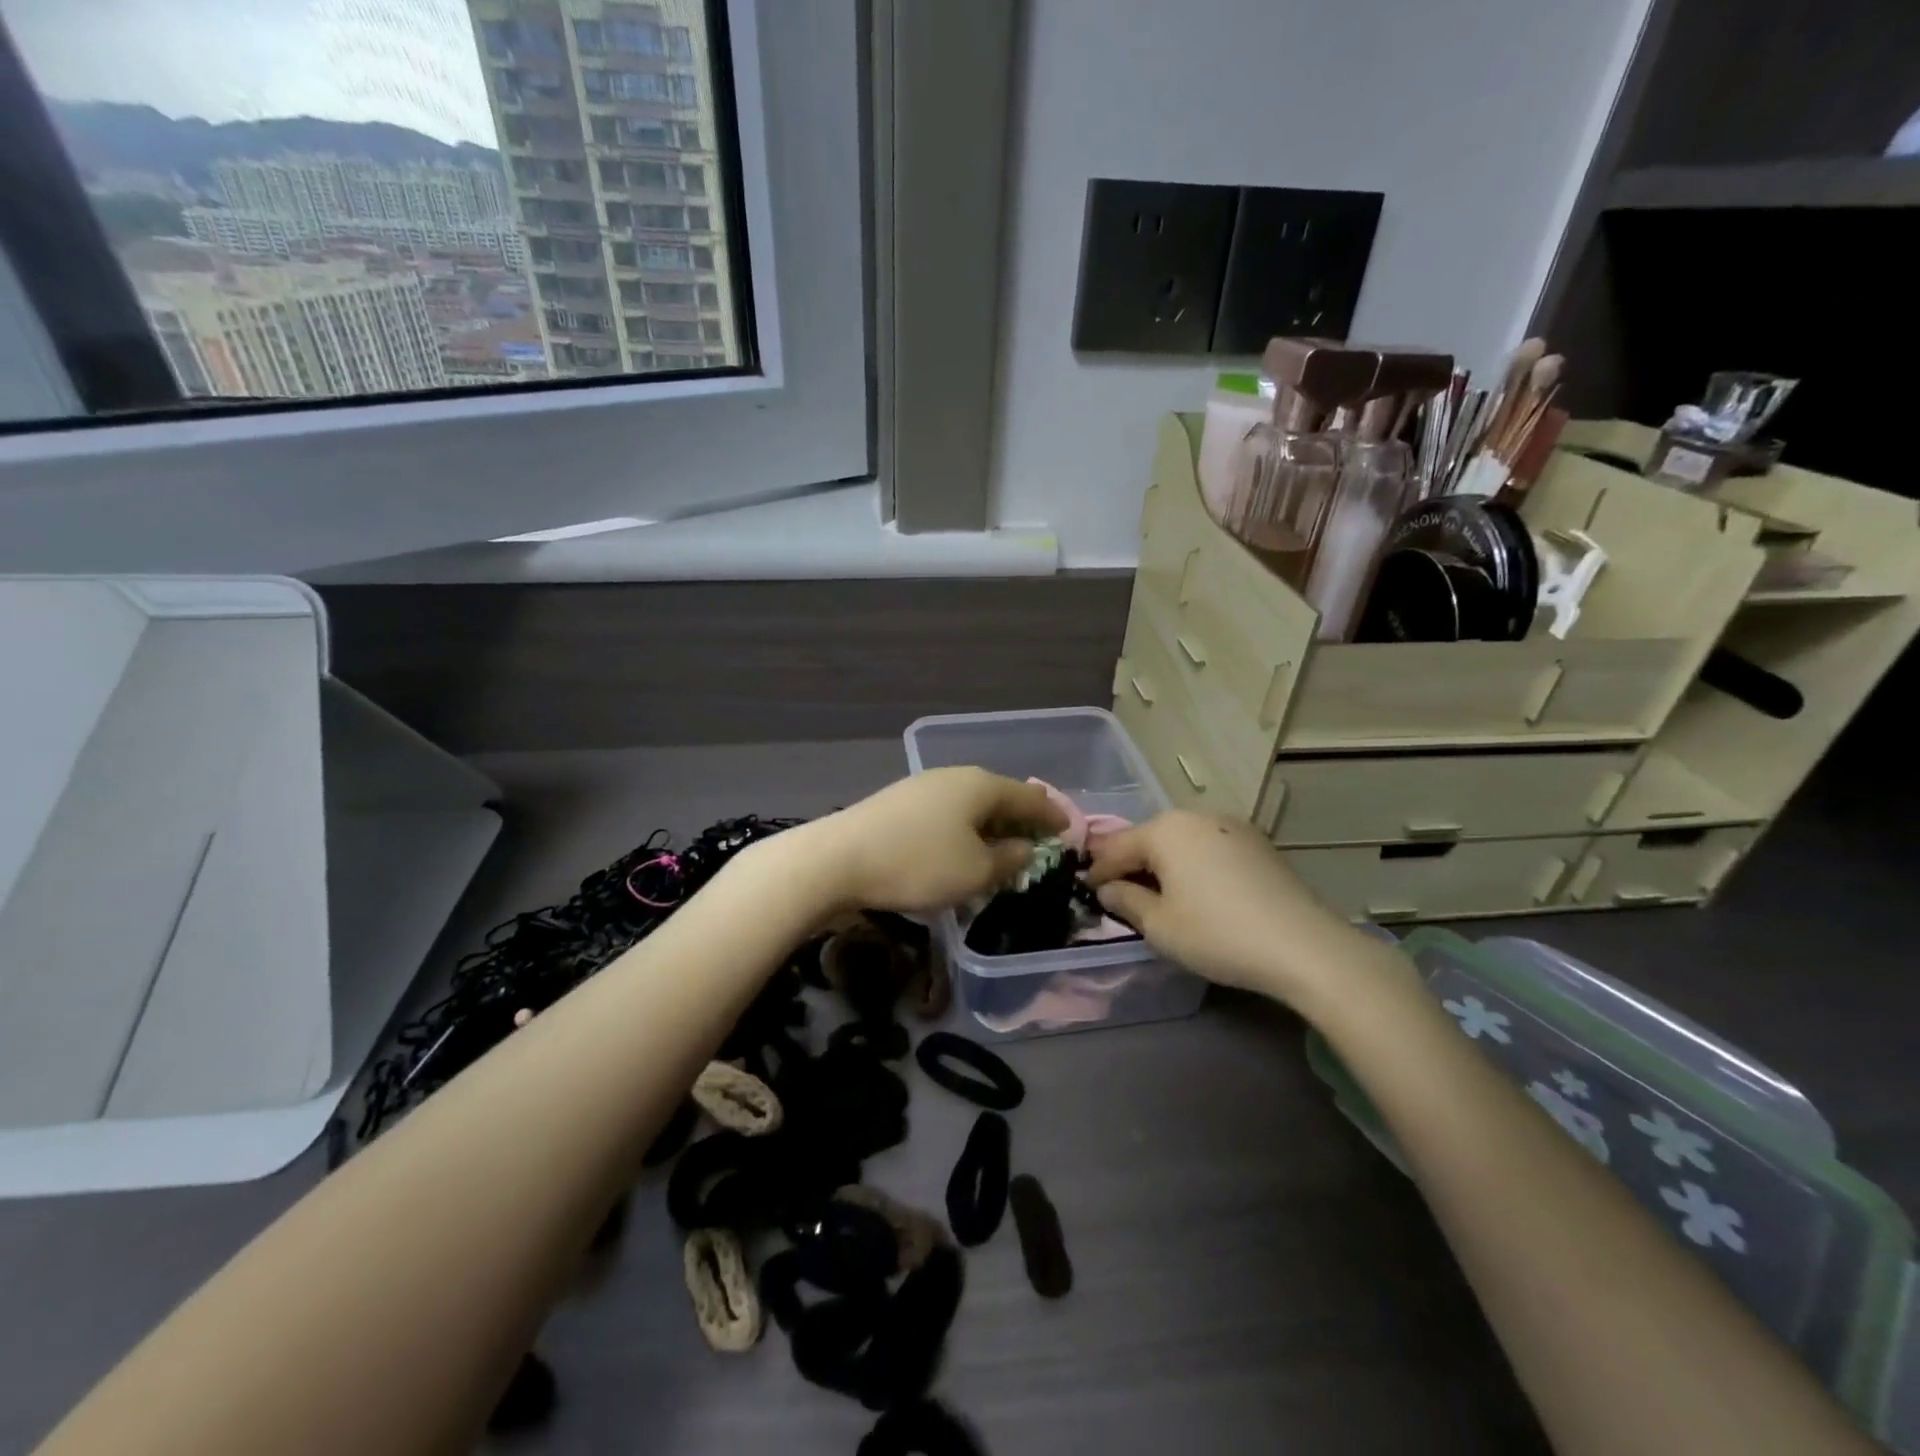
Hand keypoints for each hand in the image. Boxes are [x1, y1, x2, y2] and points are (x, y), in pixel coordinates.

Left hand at [798, 768, 1067, 914]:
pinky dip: (964, 828)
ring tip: (1001, 845)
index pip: (1029, 796)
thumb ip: (1008, 860)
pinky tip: (959, 846)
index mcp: (981, 785)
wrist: (837, 860)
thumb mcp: (975, 872)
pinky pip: (947, 812)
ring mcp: (923, 786)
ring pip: (970, 803)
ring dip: (990, 824)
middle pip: (999, 794)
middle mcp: (954, 777)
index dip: (1052, 815)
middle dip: (1020, 817)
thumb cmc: (918, 865)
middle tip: (1038, 838)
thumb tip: (1025, 847)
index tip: (1069, 830)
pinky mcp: (898, 803)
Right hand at [1085, 811, 1363, 1002]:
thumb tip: (1109, 889)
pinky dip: (1194, 866)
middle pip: (1150, 839)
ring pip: (1181, 842)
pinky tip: (1198, 892)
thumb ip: (1126, 901)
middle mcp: (1196, 817)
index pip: (1116, 848)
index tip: (1086, 892)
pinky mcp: (1257, 843)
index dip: (1098, 872)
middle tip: (1119, 893)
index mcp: (1165, 830)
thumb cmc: (1216, 934)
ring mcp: (1231, 826)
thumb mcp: (1159, 926)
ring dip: (1164, 865)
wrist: (1303, 946)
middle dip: (1132, 865)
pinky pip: (1209, 849)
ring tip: (1157, 894)